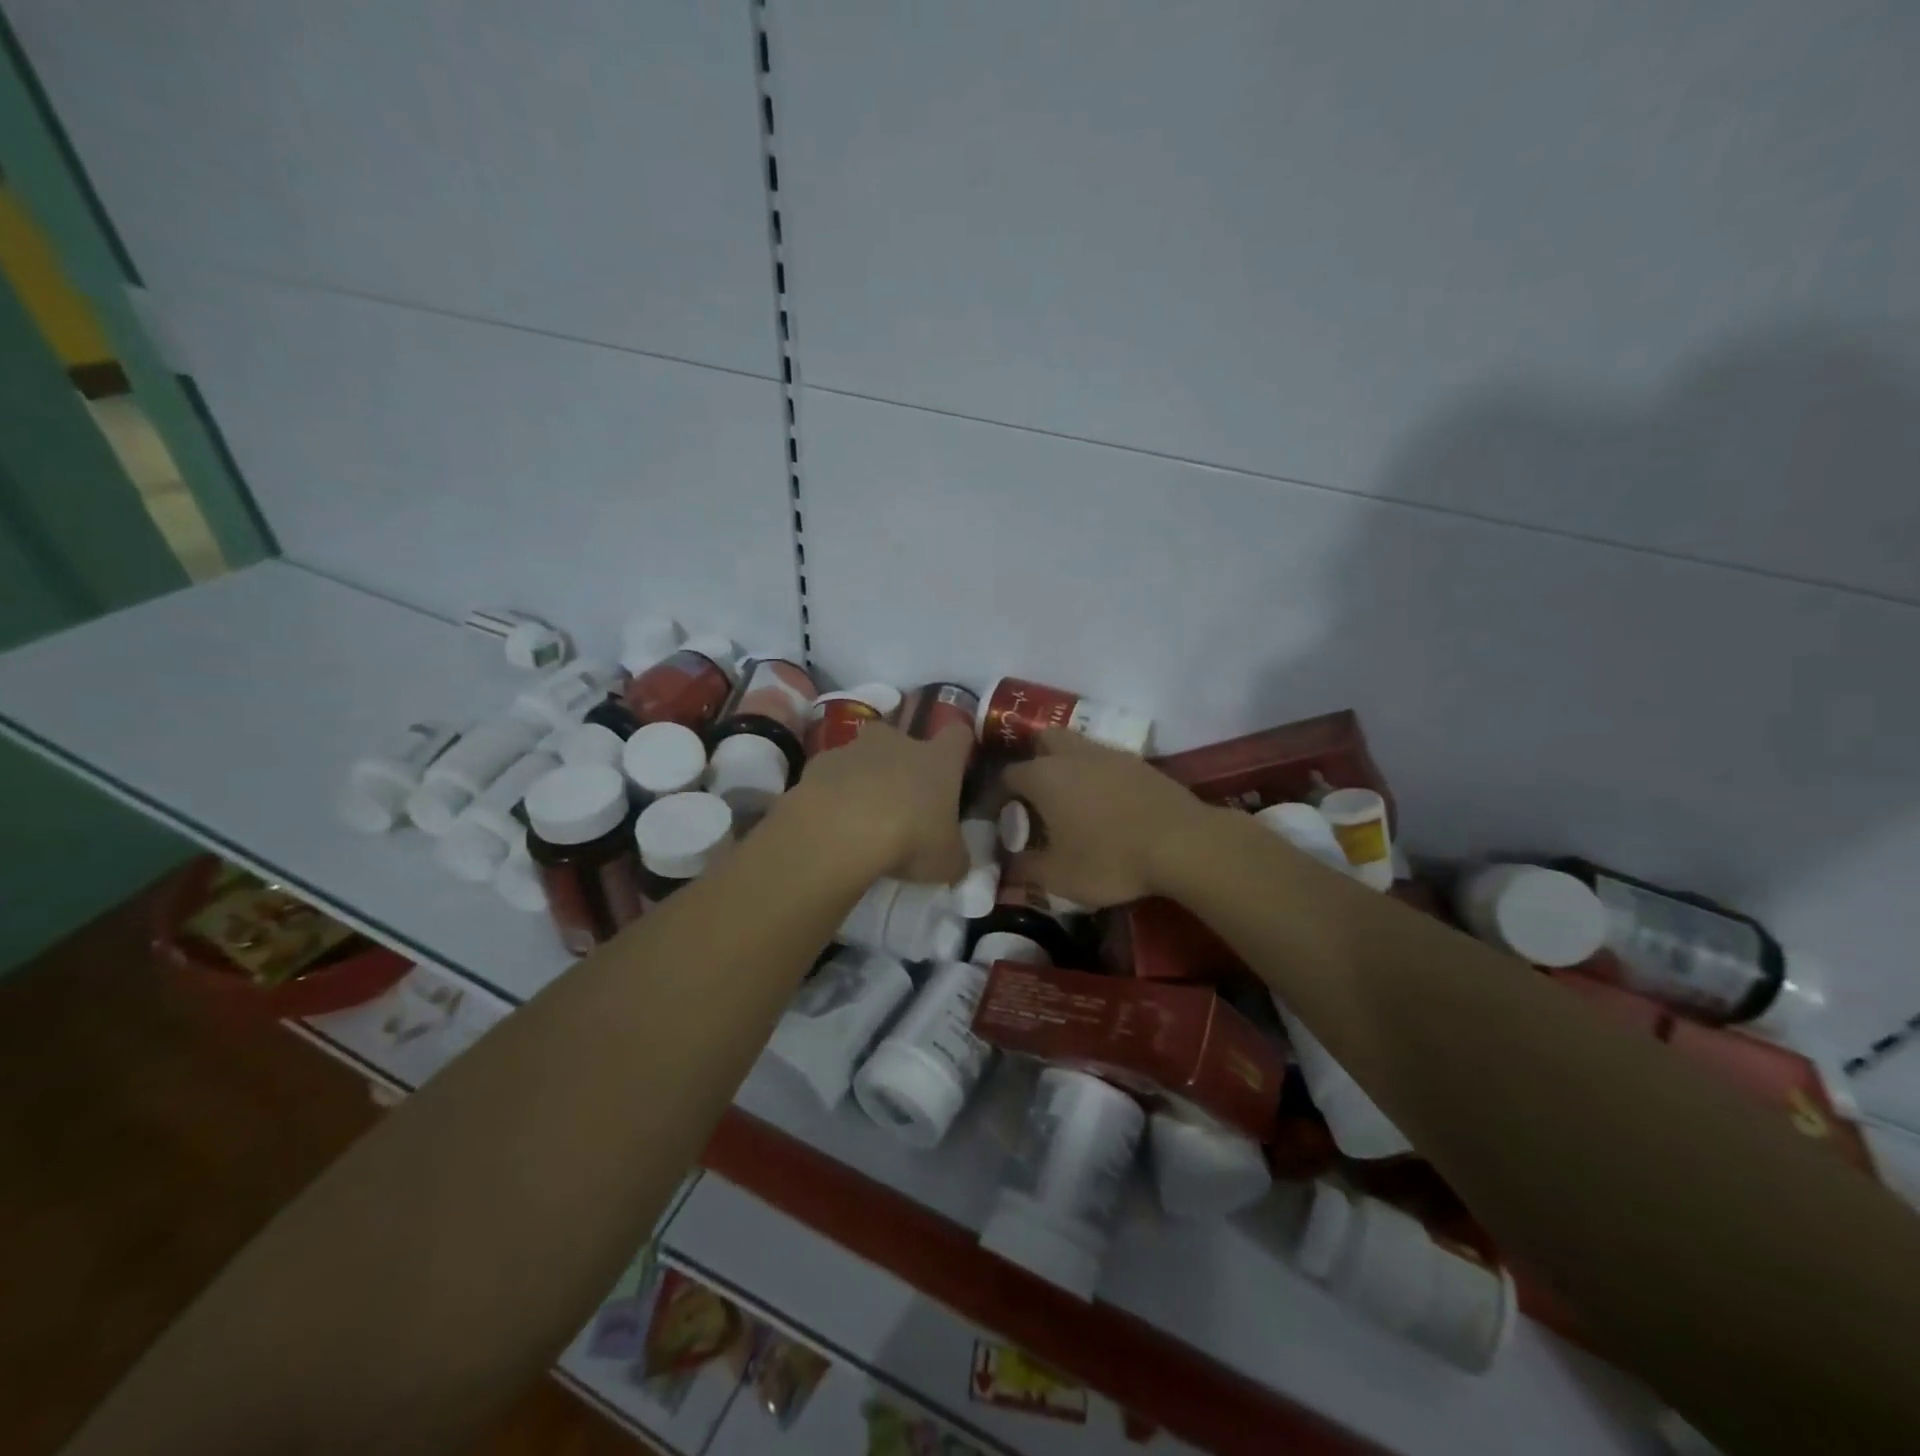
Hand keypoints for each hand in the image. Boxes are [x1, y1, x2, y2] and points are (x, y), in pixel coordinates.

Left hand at [790, 722, 971, 883]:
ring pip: (864, 754)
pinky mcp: (819, 763)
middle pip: (905, 739)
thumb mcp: (947, 861)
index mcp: (938, 759)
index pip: (958, 735)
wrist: (839, 832)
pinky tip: (831, 818)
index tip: (957, 766)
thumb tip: (955, 859)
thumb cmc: (909, 839)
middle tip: (902, 797)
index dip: (960, 748)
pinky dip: (833, 790)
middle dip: (903, 762)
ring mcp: (854, 748)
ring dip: (866, 776)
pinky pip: (831, 772)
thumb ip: (955, 855)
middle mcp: (898, 742)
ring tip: (861, 813)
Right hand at [1001, 729, 1217, 907]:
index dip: (1001, 795)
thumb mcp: (1059, 877)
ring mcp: (1108, 753)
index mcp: (1043, 776)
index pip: (1008, 775)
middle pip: (1042, 740)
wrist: (1183, 843)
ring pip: (1077, 746)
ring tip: (1072, 799)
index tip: (1004, 817)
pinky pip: (1106, 760)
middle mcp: (1071, 755)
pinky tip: (1107, 802)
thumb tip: (1009, 865)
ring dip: (1068, 765)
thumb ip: (1026, 869)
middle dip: (1034, 759)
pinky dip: (1098, 774)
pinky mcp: (1139, 762)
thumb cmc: (1110, 859)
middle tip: (1036, 795)